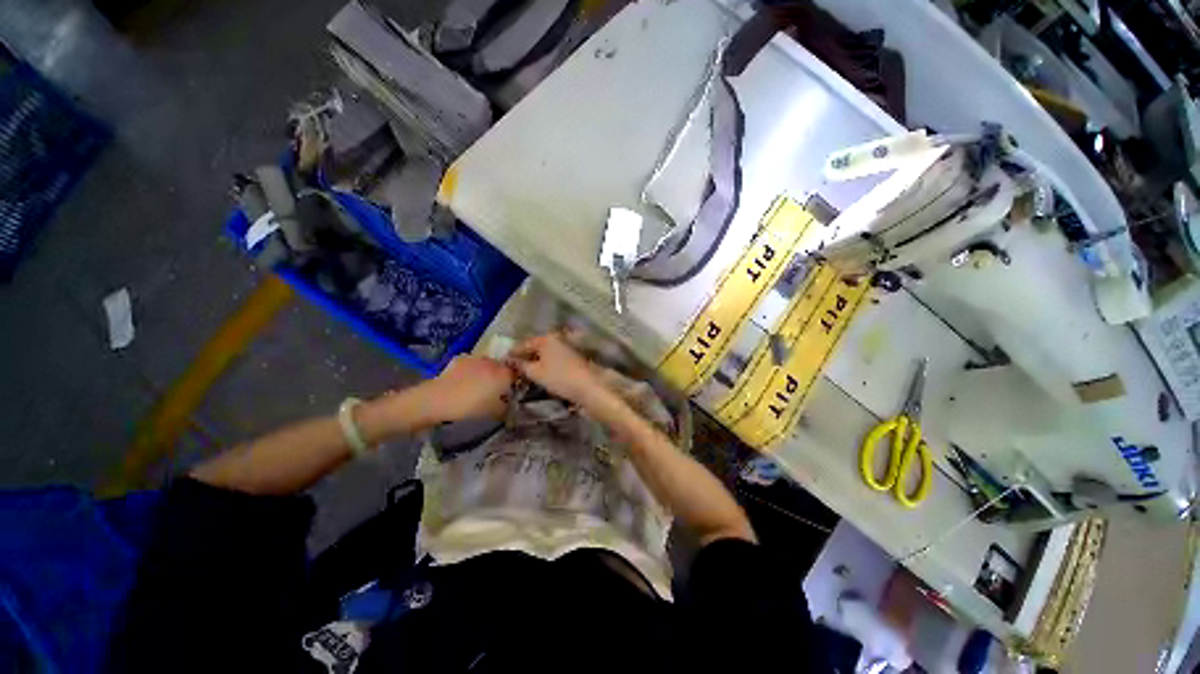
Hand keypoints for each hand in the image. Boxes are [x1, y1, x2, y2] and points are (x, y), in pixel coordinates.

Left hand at [426, 354, 515, 421]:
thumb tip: (510, 404)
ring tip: (478, 385)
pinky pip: (472, 363)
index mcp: (504, 374)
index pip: (518, 373)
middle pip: (503, 367)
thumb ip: (507, 407)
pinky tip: (464, 380)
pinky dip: (472, 369)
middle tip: (495, 390)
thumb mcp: (495, 413)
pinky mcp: (461, 358)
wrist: (438, 400)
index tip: (511, 390)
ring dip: (487, 371)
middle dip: (501, 376)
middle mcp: (493, 362)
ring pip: (487, 364)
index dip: (516, 381)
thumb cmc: (470, 407)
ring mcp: (476, 358)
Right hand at [509, 331, 606, 406]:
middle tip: (514, 367)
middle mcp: (557, 339)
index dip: (513, 352)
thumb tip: (511, 361)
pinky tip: (541, 373)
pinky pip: (554, 358)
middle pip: (536, 347)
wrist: (587, 387)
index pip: (524, 344)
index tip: (504, 361)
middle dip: (525, 356)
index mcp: (546, 338)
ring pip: (545, 353)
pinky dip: (546, 364)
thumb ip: (521, 365)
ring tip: (526, 372)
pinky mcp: (573, 358)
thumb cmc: (559, 377)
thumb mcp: (535, 372)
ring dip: (536, 361)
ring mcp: (566, 347)